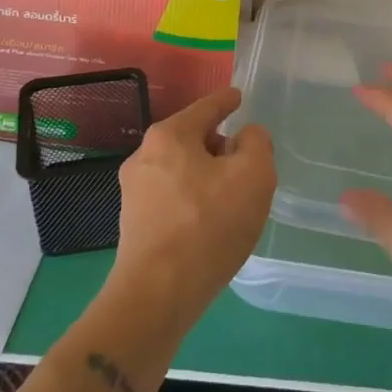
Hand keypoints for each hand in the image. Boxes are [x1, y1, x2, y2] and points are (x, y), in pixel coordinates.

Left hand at [108, 87, 275, 333]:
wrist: (158, 295)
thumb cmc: (209, 225)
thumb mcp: (254, 175)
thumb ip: (257, 144)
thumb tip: (245, 138)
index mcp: (169, 136)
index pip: (206, 108)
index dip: (226, 100)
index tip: (238, 96)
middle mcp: (144, 157)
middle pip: (193, 139)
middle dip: (221, 146)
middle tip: (249, 164)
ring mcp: (134, 192)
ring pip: (183, 170)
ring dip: (208, 177)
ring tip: (234, 200)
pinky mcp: (134, 224)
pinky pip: (174, 197)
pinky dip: (195, 201)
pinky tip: (212, 224)